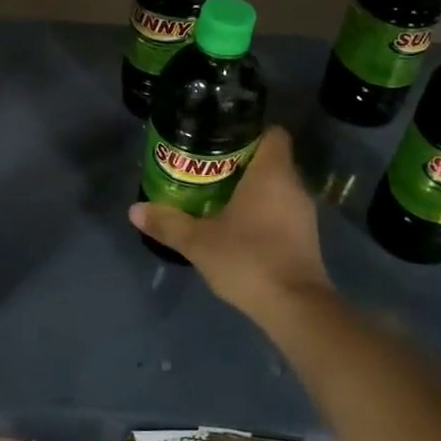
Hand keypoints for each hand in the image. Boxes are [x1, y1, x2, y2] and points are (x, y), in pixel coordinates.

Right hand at [129, 127, 333, 329]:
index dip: (248, 131)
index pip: (272, 133)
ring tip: (216, 195)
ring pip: (276, 186)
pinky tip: (237, 226)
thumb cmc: (248, 259)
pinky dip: (262, 211)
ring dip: (251, 188)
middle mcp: (293, 185)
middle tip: (206, 168)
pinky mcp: (306, 237)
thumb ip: (167, 223)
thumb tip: (134, 209)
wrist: (295, 308)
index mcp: (272, 173)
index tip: (219, 139)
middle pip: (270, 159)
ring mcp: (304, 213)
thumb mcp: (199, 242)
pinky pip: (282, 209)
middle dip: (240, 161)